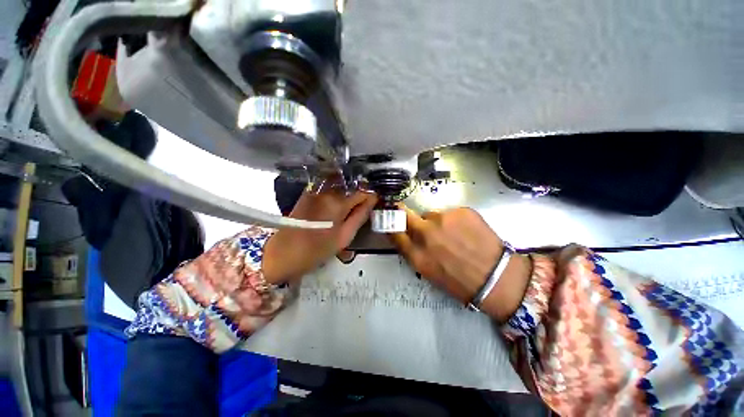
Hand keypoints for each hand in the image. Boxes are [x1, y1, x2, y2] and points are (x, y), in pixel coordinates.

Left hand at [262, 190, 377, 283]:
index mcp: (338, 203)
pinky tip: (334, 208)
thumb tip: (372, 201)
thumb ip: (360, 216)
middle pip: (351, 187)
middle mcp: (327, 191)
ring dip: (347, 195)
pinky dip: (335, 196)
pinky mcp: (308, 193)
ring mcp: (315, 191)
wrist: (283, 253)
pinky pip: (328, 190)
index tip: (373, 204)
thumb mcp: (344, 237)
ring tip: (348, 210)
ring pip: (340, 187)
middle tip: (360, 210)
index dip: (370, 197)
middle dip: (358, 196)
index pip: (362, 192)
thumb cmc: (316, 250)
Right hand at [389, 206, 531, 321]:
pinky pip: (450, 212)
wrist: (496, 277)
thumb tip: (407, 236)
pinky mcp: (461, 211)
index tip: (389, 218)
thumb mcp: (428, 272)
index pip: (394, 232)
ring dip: (435, 222)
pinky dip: (453, 220)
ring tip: (451, 233)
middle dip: (403, 213)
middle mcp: (426, 234)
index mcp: (417, 254)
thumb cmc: (459, 281)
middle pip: (405, 214)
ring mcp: (444, 220)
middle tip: (409, 215)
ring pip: (431, 214)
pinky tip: (465, 231)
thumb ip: (414, 252)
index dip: (390, 223)